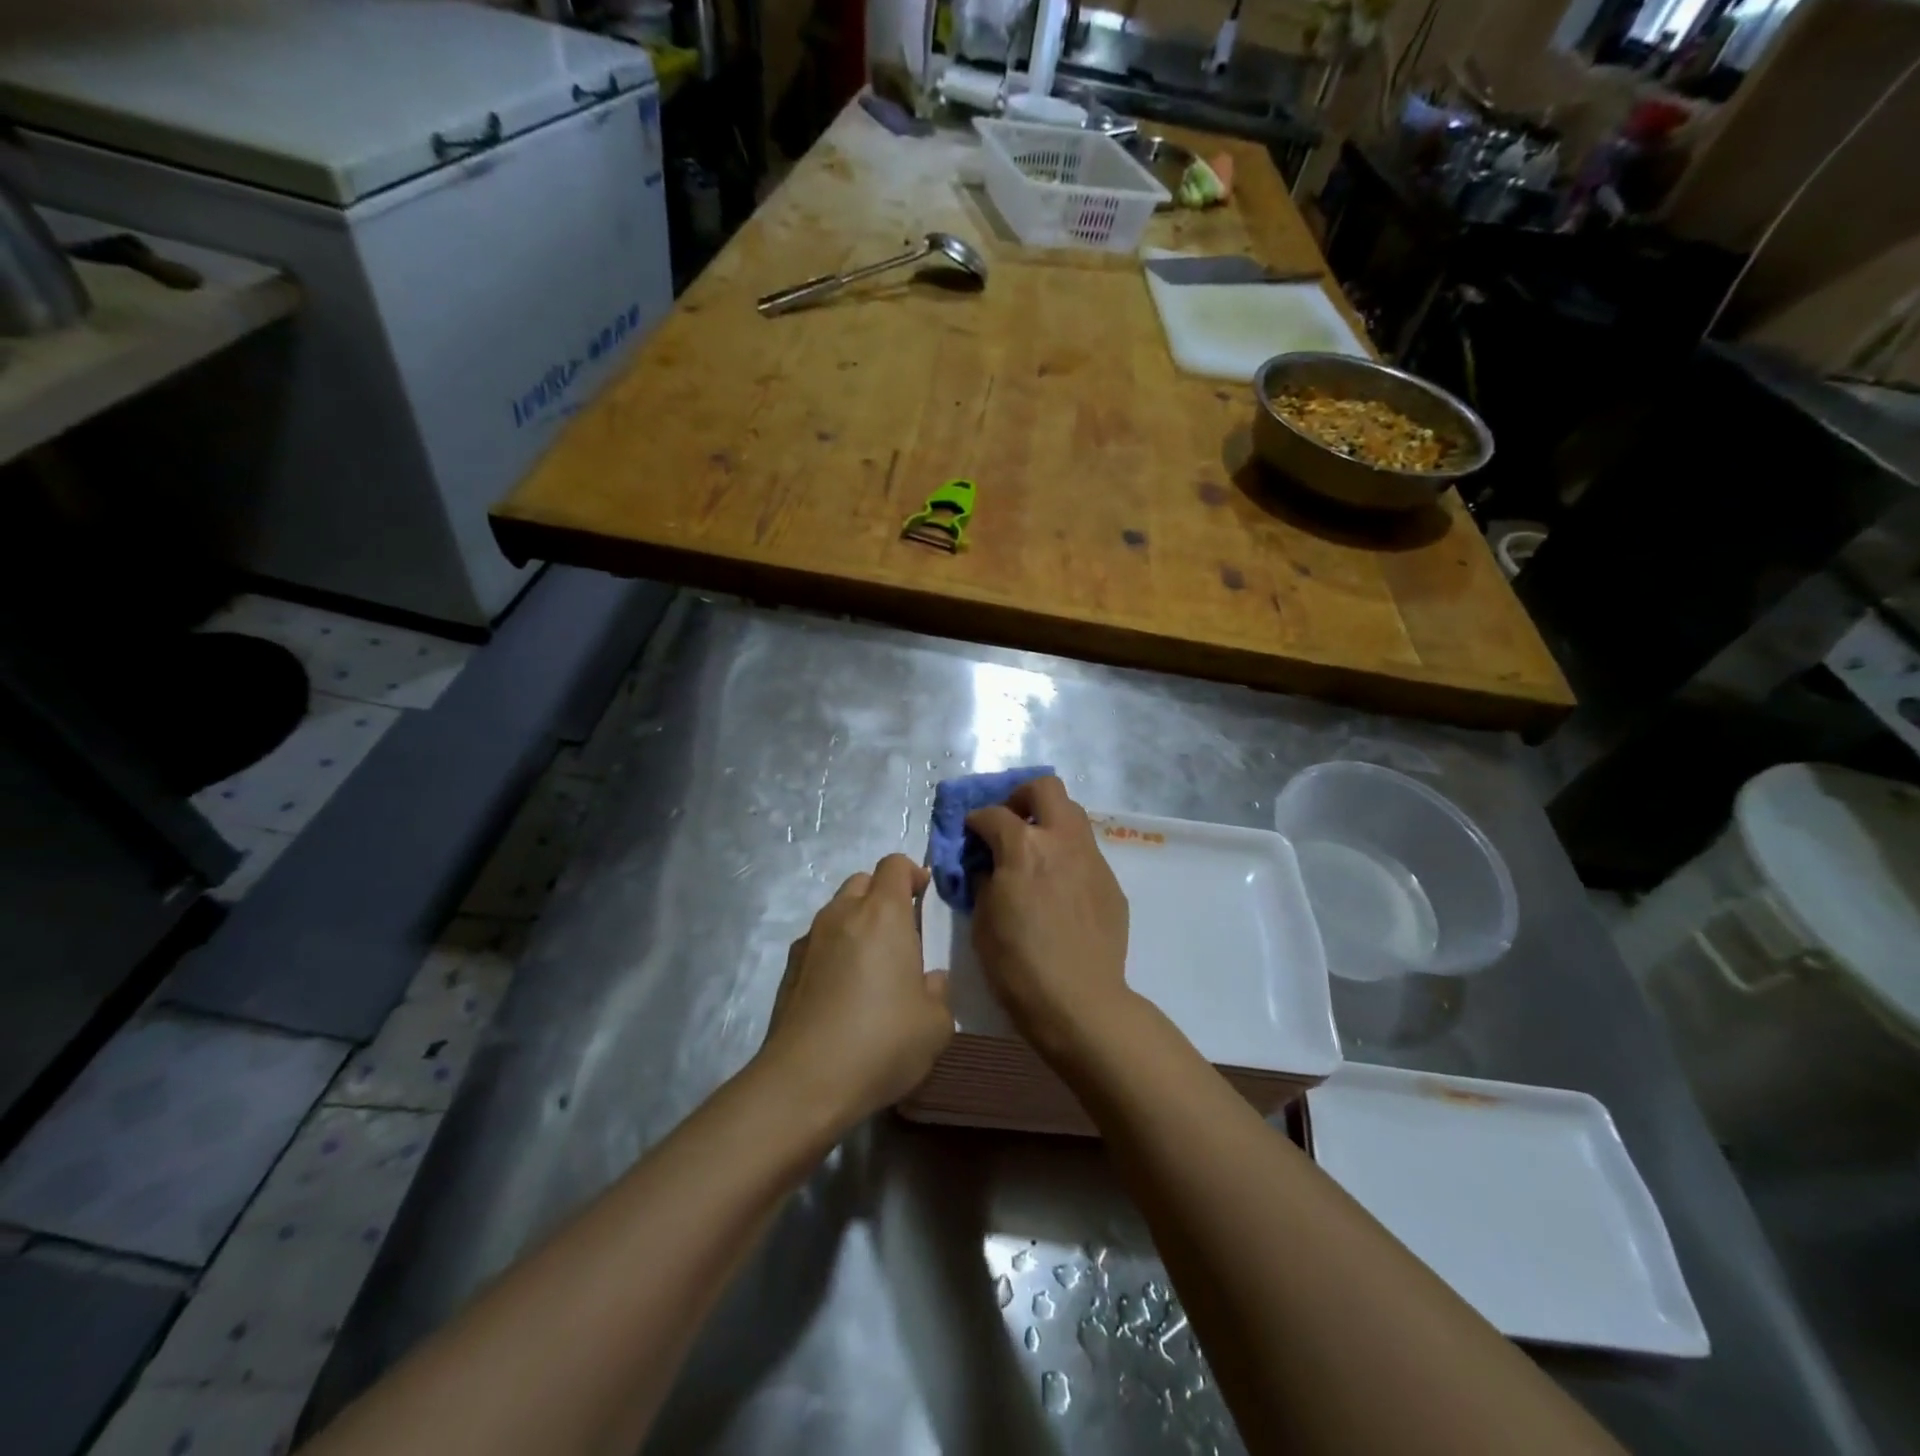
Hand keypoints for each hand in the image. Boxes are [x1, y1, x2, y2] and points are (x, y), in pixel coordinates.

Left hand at [762, 854, 952, 1123]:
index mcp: (883, 914)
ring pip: (837, 911)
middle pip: (863, 882)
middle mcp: (843, 914)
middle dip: (884, 896)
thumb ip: (938, 992)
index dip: (912, 873)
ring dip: (857, 923)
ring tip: (872, 966)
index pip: (895, 864)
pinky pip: (818, 942)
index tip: (925, 896)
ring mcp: (810, 939)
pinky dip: (834, 951)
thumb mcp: (935, 1024)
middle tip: (902, 933)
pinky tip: (843, 992)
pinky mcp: (789, 968)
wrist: (804, 1081)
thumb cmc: (881, 1042)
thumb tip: (928, 980)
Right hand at [965, 776, 1131, 1061]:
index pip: (992, 814)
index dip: (975, 820)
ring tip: (1034, 852)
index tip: (970, 833)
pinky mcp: (1110, 882)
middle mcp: (1061, 841)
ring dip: (1049, 822)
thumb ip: (984, 879)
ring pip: (1073, 815)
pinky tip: (1058, 887)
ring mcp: (1092, 859)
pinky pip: (1086, 852)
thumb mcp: (983, 920)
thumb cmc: (1018, 964)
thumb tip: (988, 865)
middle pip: (1046, 789)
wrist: (1079, 1002)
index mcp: (1024, 847)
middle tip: (1009, 822)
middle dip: (1021, 797)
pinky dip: (1067, 855)